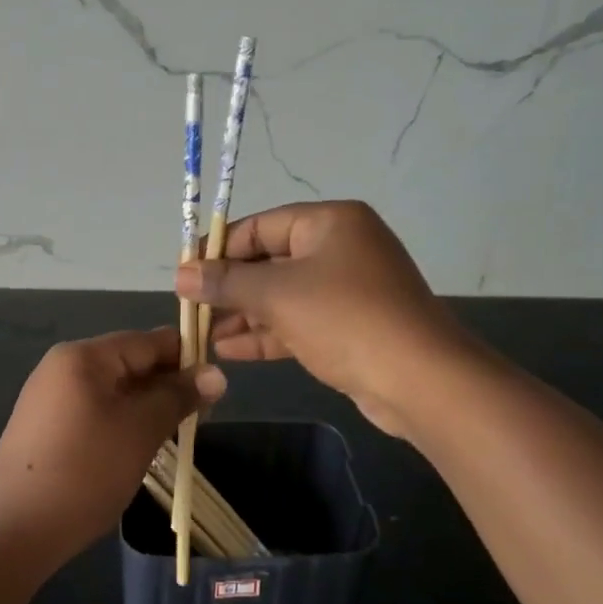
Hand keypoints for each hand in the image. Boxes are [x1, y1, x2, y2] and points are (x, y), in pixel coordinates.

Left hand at [0, 328, 226, 565]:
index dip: (186, 356)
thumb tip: (216, 374)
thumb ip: (178, 397)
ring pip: (114, 390)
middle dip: (167, 385)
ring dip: (146, 406)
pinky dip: (122, 422)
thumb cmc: (84, 471)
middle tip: (201, 416)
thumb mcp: (140, 430)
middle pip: (129, 362)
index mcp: (84, 356)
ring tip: (174, 434)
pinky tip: (138, 448)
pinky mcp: (45, 427)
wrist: (13, 530)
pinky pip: (95, 410)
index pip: (147, 340)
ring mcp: (50, 397)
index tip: (217, 384)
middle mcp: (63, 366)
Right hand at [175, 201, 461, 435]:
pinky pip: (299, 322)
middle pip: (270, 261)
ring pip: (283, 296)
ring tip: (202, 334)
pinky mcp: (350, 327)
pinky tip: (229, 350)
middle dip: (229, 287)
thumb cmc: (345, 319)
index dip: (218, 250)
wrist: (421, 381)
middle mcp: (340, 248)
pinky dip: (267, 334)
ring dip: (243, 315)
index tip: (184, 274)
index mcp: (330, 222)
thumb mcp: (278, 295)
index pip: (260, 226)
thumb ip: (226, 282)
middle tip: (190, 309)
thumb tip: (181, 275)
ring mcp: (348, 290)